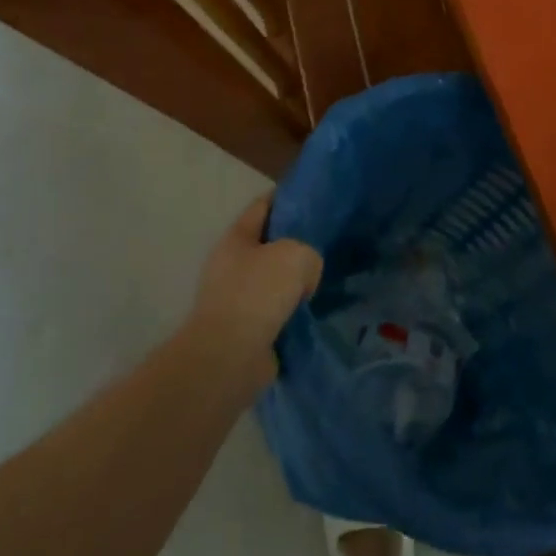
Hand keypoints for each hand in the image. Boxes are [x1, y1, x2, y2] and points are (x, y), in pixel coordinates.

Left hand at [187, 194, 322, 386]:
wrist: (229, 357)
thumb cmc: (257, 294)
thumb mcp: (296, 255)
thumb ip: (309, 254)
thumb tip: (304, 278)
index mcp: (236, 239)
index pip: (263, 206)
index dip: (287, 198)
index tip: (314, 197)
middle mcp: (231, 266)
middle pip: (268, 245)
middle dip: (294, 244)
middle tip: (326, 243)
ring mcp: (235, 300)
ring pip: (273, 281)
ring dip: (294, 283)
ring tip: (325, 280)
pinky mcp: (244, 330)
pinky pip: (275, 313)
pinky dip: (292, 313)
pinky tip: (315, 312)